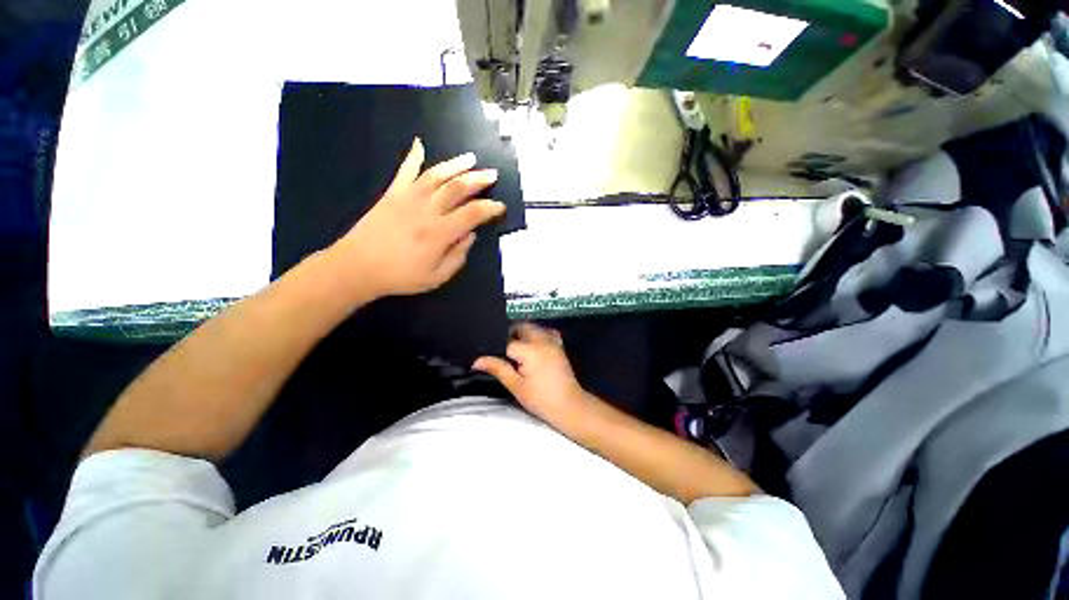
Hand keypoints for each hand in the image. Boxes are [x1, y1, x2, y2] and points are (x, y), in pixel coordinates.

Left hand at [332, 137, 505, 298]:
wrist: (358, 267)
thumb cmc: (401, 276)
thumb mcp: (437, 276)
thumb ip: (458, 256)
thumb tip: (470, 235)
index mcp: (441, 232)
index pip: (473, 213)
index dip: (490, 208)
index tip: (500, 207)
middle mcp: (428, 209)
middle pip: (458, 187)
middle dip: (479, 179)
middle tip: (493, 174)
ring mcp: (409, 198)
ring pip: (437, 174)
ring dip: (456, 164)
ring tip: (471, 158)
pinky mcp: (392, 194)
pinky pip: (405, 171)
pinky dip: (413, 156)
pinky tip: (419, 143)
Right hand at [473, 323, 593, 426]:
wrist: (569, 406)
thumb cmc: (541, 399)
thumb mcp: (516, 386)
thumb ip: (498, 369)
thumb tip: (477, 360)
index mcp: (530, 350)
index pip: (507, 342)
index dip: (497, 349)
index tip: (490, 357)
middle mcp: (542, 340)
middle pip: (522, 327)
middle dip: (510, 335)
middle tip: (503, 353)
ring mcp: (553, 342)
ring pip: (534, 328)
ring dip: (524, 333)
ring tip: (517, 351)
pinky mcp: (559, 346)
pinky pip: (547, 332)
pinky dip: (538, 334)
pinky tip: (533, 346)